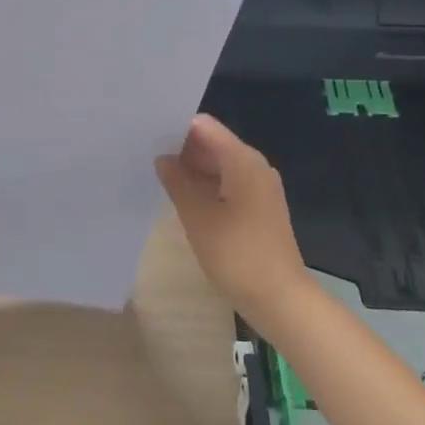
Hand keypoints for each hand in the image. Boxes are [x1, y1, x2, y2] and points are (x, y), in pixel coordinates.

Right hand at [156, 115, 307, 325]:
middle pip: (212, 143)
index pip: (204, 126)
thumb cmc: (237, 254)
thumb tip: (163, 160)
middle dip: (181, 147)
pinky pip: (227, 182)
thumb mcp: (198, 217)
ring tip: (158, 173)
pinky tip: (181, 195)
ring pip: (219, 164)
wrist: (279, 298)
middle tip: (145, 153)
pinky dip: (205, 184)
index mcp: (243, 160)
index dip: (176, 127)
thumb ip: (177, 182)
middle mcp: (254, 166)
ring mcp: (258, 187)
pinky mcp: (258, 206)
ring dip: (192, 168)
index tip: (147, 134)